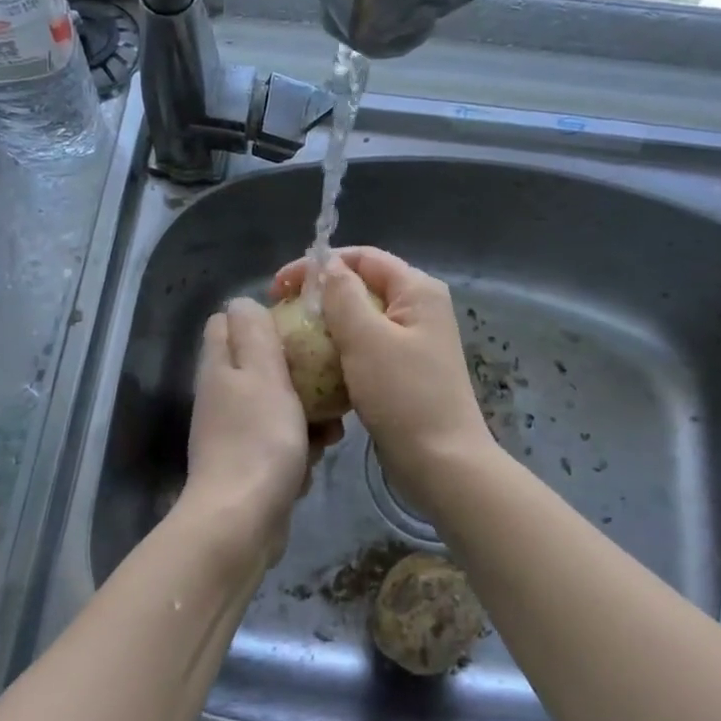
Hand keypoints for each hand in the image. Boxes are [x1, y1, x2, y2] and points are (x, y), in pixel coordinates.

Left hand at [182, 298, 339, 566]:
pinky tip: (316, 459)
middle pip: (260, 365)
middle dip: (298, 372)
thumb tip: (242, 301)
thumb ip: (253, 332)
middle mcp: (222, 394)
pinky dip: (300, 447)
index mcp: (220, 366)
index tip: (301, 327)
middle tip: (326, 382)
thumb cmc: (259, 438)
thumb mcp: (262, 372)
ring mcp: (233, 431)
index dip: (262, 318)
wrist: (242, 520)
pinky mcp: (249, 464)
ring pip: (277, 404)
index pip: (228, 322)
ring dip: (307, 414)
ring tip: (331, 430)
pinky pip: (280, 441)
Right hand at [271, 248, 493, 507]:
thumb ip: (343, 295)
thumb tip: (327, 265)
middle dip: (319, 296)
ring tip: (291, 341)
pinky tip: (314, 367)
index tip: (279, 288)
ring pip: (359, 320)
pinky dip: (339, 351)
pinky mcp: (403, 371)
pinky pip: (364, 349)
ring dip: (326, 326)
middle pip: (360, 286)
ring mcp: (412, 342)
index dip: (318, 265)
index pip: (362, 257)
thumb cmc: (404, 395)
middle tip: (280, 314)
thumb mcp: (366, 338)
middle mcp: (418, 309)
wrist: (441, 463)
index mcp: (417, 290)